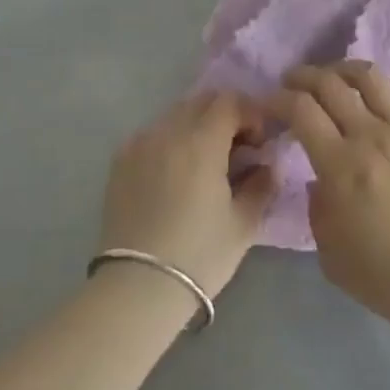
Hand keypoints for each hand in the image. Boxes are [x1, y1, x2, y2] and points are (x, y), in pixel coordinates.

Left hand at [99, 92, 277, 299]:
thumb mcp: (244, 224)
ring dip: (198, 126)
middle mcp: (168, 131)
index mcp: (201, 141)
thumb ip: (262, 184)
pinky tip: (176, 173)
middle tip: (238, 149)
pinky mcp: (121, 160)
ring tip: (206, 162)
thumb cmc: (198, 256)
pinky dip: (171, 140)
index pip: (231, 101)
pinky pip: (153, 133)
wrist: (137, 288)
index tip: (260, 143)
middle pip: (203, 101)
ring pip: (176, 114)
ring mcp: (140, 143)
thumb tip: (268, 164)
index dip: (251, 114)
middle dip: (226, 116)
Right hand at [267, 62, 389, 333]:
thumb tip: (322, 178)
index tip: (270, 102)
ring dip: (344, 70)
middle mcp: (371, 135)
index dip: (279, 98)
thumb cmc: (385, 276)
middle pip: (330, 83)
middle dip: (304, 76)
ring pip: (371, 77)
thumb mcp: (329, 252)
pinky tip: (384, 95)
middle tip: (294, 82)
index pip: (301, 109)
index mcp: (340, 165)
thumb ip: (318, 207)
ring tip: (336, 77)